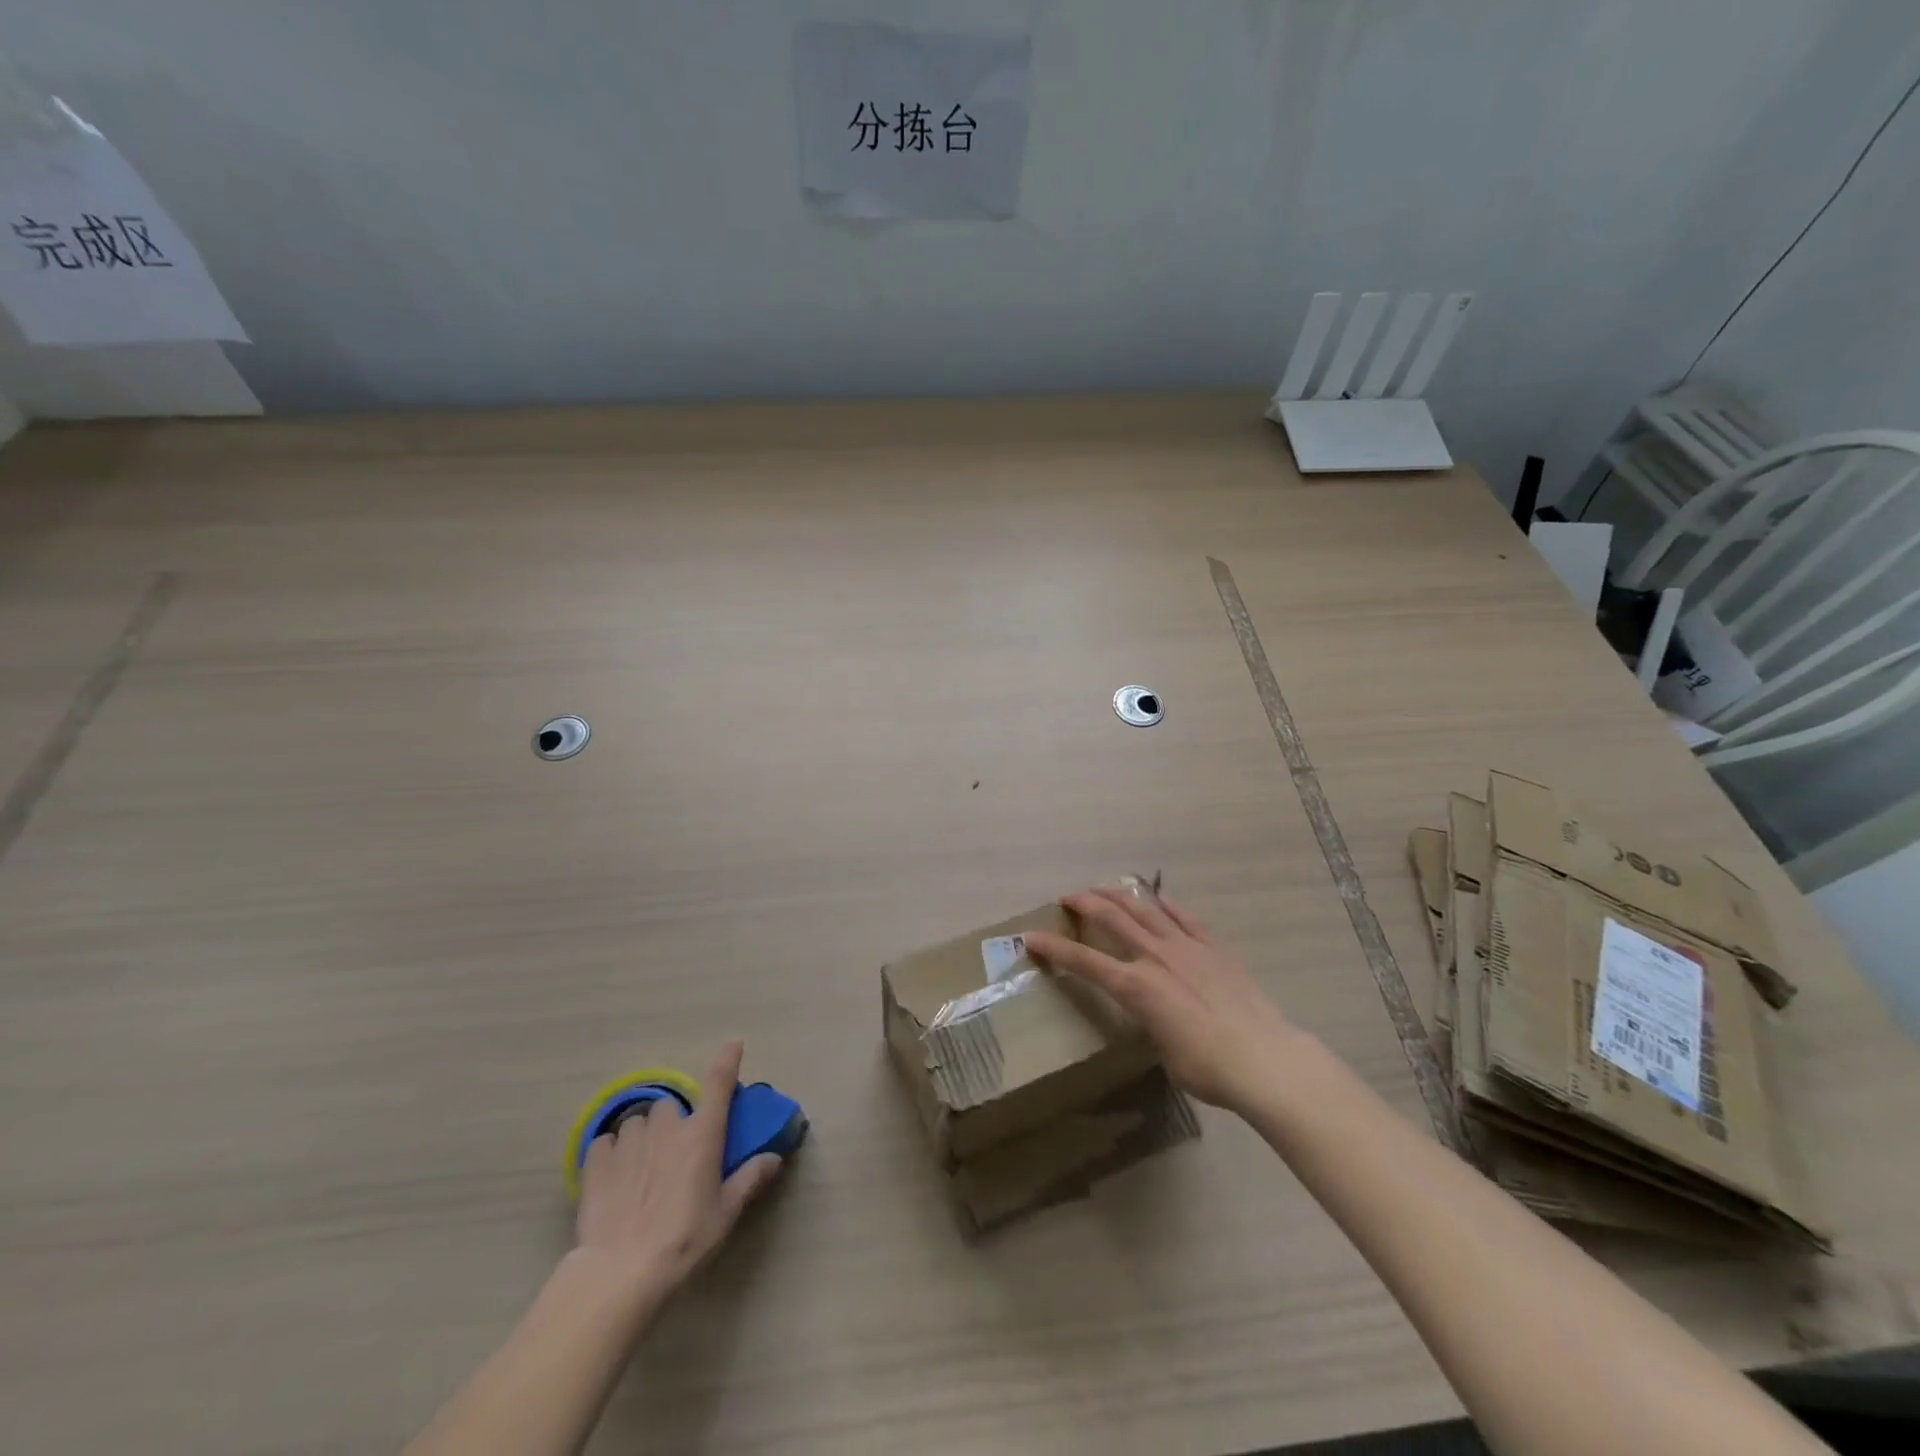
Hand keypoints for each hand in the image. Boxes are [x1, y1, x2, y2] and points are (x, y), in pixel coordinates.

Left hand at [573, 1040, 783, 1303]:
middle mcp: (667, 1127)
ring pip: (637, 1122)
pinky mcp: (596, 1160)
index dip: (727, 1059)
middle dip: (672, 1122)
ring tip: (640, 1168)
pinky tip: (612, 1176)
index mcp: (702, 1134)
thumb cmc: (684, 1240)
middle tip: (673, 1153)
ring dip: (642, 1137)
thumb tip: (774, 1157)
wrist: (620, 1272)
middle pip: (671, 1106)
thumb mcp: (726, 1214)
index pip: (719, 1083)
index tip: (733, 1043)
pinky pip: (606, 1142)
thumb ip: (750, 1180)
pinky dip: (610, 1152)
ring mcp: (630, 1140)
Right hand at [1024, 886, 1301, 1112]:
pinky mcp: (1213, 948)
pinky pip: (1185, 917)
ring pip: (1145, 909)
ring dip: (1120, 894)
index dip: (1054, 948)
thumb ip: (1151, 1023)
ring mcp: (1186, 947)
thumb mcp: (1164, 1052)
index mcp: (1135, 987)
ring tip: (1104, 887)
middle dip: (1085, 903)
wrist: (1263, 1058)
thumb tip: (1155, 1017)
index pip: (1084, 961)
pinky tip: (1158, 898)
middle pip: (1112, 918)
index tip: (1031, 937)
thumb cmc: (1207, 1068)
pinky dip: (1166, 905)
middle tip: (1068, 897)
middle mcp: (1155, 957)